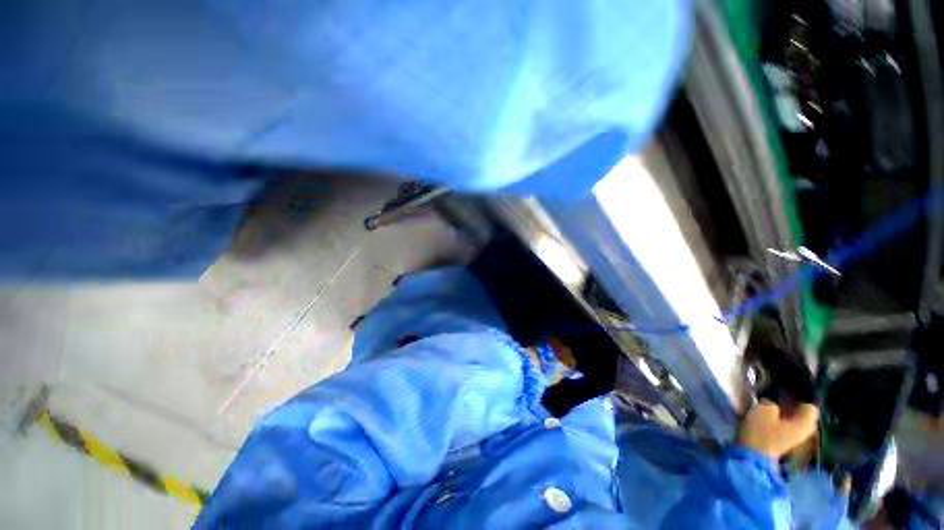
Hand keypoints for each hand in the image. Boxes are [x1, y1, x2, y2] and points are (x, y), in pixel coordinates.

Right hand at [738, 400, 818, 460]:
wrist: (752, 457)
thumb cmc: (761, 431)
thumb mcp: (763, 409)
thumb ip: (772, 404)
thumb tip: (773, 405)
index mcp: (806, 423)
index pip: (810, 407)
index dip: (798, 400)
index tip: (785, 395)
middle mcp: (807, 434)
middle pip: (803, 418)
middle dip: (792, 410)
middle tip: (777, 403)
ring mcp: (797, 444)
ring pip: (794, 426)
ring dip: (785, 419)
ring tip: (771, 414)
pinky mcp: (785, 449)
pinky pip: (786, 433)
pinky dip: (780, 428)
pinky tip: (768, 425)